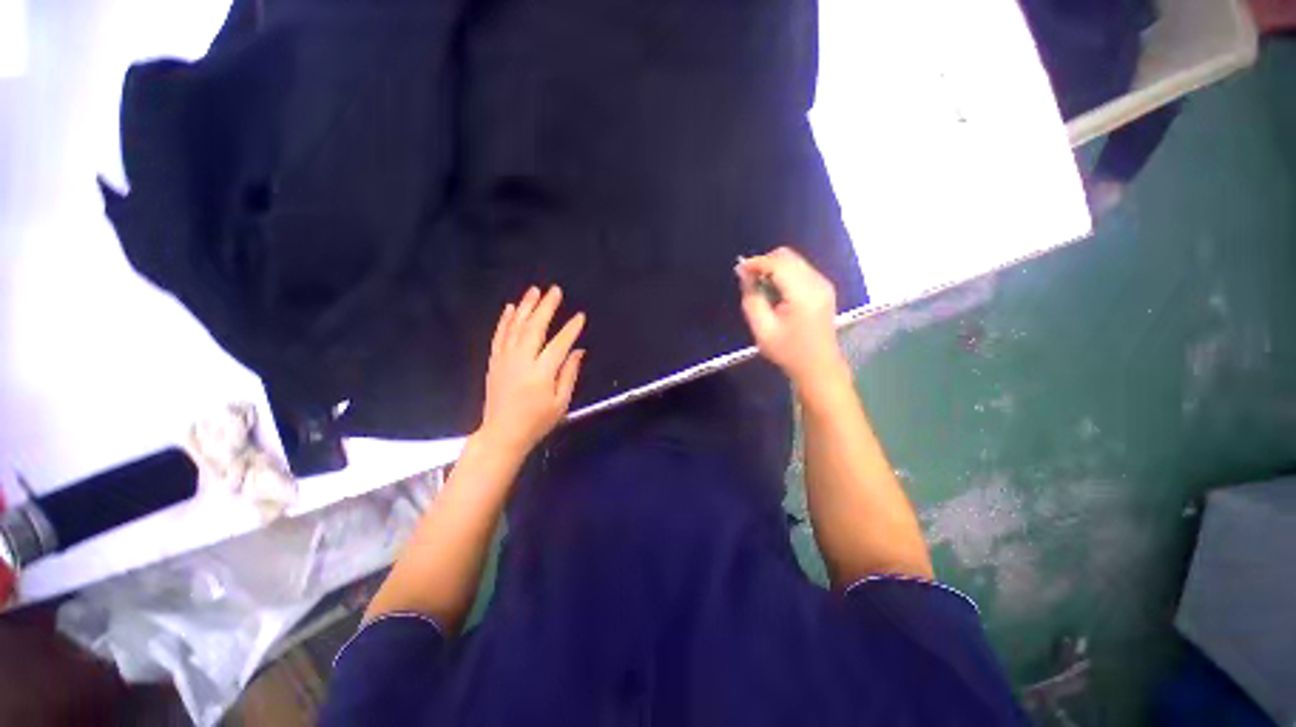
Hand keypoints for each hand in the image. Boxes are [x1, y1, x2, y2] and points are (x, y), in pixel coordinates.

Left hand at [479, 286, 585, 456]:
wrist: (502, 434)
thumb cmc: (537, 421)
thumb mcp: (561, 402)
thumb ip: (569, 374)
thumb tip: (578, 351)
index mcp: (541, 373)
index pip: (559, 343)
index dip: (571, 329)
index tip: (580, 316)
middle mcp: (522, 361)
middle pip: (534, 327)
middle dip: (546, 307)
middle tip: (555, 290)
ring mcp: (505, 359)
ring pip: (515, 327)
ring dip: (525, 307)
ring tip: (534, 291)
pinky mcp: (494, 362)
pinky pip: (499, 336)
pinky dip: (505, 320)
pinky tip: (510, 308)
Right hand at [736, 247, 846, 387]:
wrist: (818, 366)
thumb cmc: (788, 351)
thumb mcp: (762, 329)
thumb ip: (752, 299)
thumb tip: (745, 274)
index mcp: (803, 294)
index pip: (778, 264)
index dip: (756, 263)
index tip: (739, 270)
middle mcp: (817, 282)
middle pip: (788, 256)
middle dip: (765, 263)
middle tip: (749, 281)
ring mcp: (823, 284)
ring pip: (794, 261)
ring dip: (774, 268)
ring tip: (761, 288)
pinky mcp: (824, 288)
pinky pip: (800, 269)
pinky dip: (784, 274)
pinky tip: (776, 292)